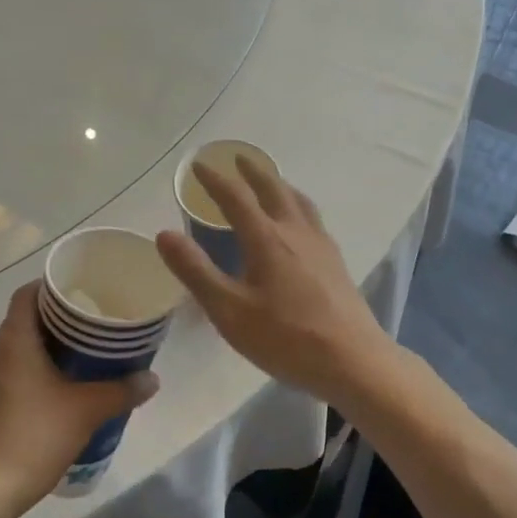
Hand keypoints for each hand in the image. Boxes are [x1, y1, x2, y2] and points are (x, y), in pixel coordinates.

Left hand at [0, 282, 159, 513]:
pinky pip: (17, 373)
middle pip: (27, 319)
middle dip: (60, 317)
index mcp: (14, 341)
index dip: (52, 286)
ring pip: (22, 348)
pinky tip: (65, 387)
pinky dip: (40, 370)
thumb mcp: (87, 410)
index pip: (27, 294)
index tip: (82, 289)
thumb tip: (152, 378)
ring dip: (51, 345)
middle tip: (96, 320)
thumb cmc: (34, 436)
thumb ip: (122, 390)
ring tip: (87, 351)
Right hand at [155, 156, 398, 406]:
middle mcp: (295, 231)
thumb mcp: (229, 311)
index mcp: (266, 239)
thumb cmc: (285, 337)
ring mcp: (320, 244)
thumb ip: (196, 271)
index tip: (198, 165)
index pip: (236, 198)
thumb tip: (164, 234)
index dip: (214, 180)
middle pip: (273, 189)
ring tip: (271, 181)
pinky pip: (312, 217)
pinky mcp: (335, 261)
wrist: (352, 360)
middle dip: (252, 171)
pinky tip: (300, 222)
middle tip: (238, 158)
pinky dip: (297, 204)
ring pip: (298, 201)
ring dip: (279, 184)